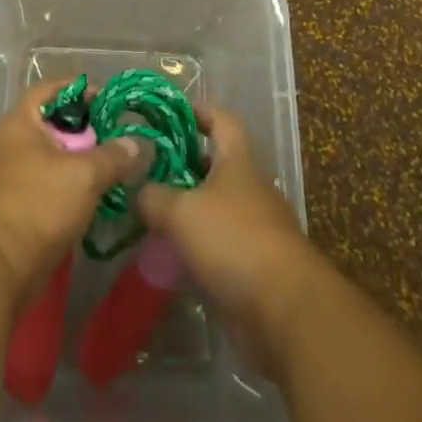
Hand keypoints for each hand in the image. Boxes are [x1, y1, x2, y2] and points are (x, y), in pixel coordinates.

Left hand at [0, 78, 144, 306]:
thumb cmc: (37, 205)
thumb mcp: (84, 175)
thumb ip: (114, 156)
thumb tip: (140, 143)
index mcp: (20, 122)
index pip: (50, 89)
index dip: (80, 89)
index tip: (108, 100)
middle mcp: (9, 143)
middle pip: (51, 125)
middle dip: (84, 131)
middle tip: (116, 139)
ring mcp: (6, 176)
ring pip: (49, 158)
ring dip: (77, 163)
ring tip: (110, 170)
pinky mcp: (10, 207)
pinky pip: (43, 186)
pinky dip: (66, 188)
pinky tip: (91, 199)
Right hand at [136, 103, 325, 379]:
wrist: (284, 311)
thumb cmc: (234, 241)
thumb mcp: (181, 212)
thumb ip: (153, 196)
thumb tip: (136, 191)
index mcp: (238, 161)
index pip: (221, 120)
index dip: (197, 110)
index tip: (169, 111)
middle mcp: (249, 188)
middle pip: (215, 164)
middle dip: (183, 163)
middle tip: (146, 167)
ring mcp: (254, 228)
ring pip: (214, 206)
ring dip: (185, 207)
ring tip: (148, 210)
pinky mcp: (253, 266)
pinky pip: (218, 245)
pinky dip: (194, 246)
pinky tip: (167, 254)